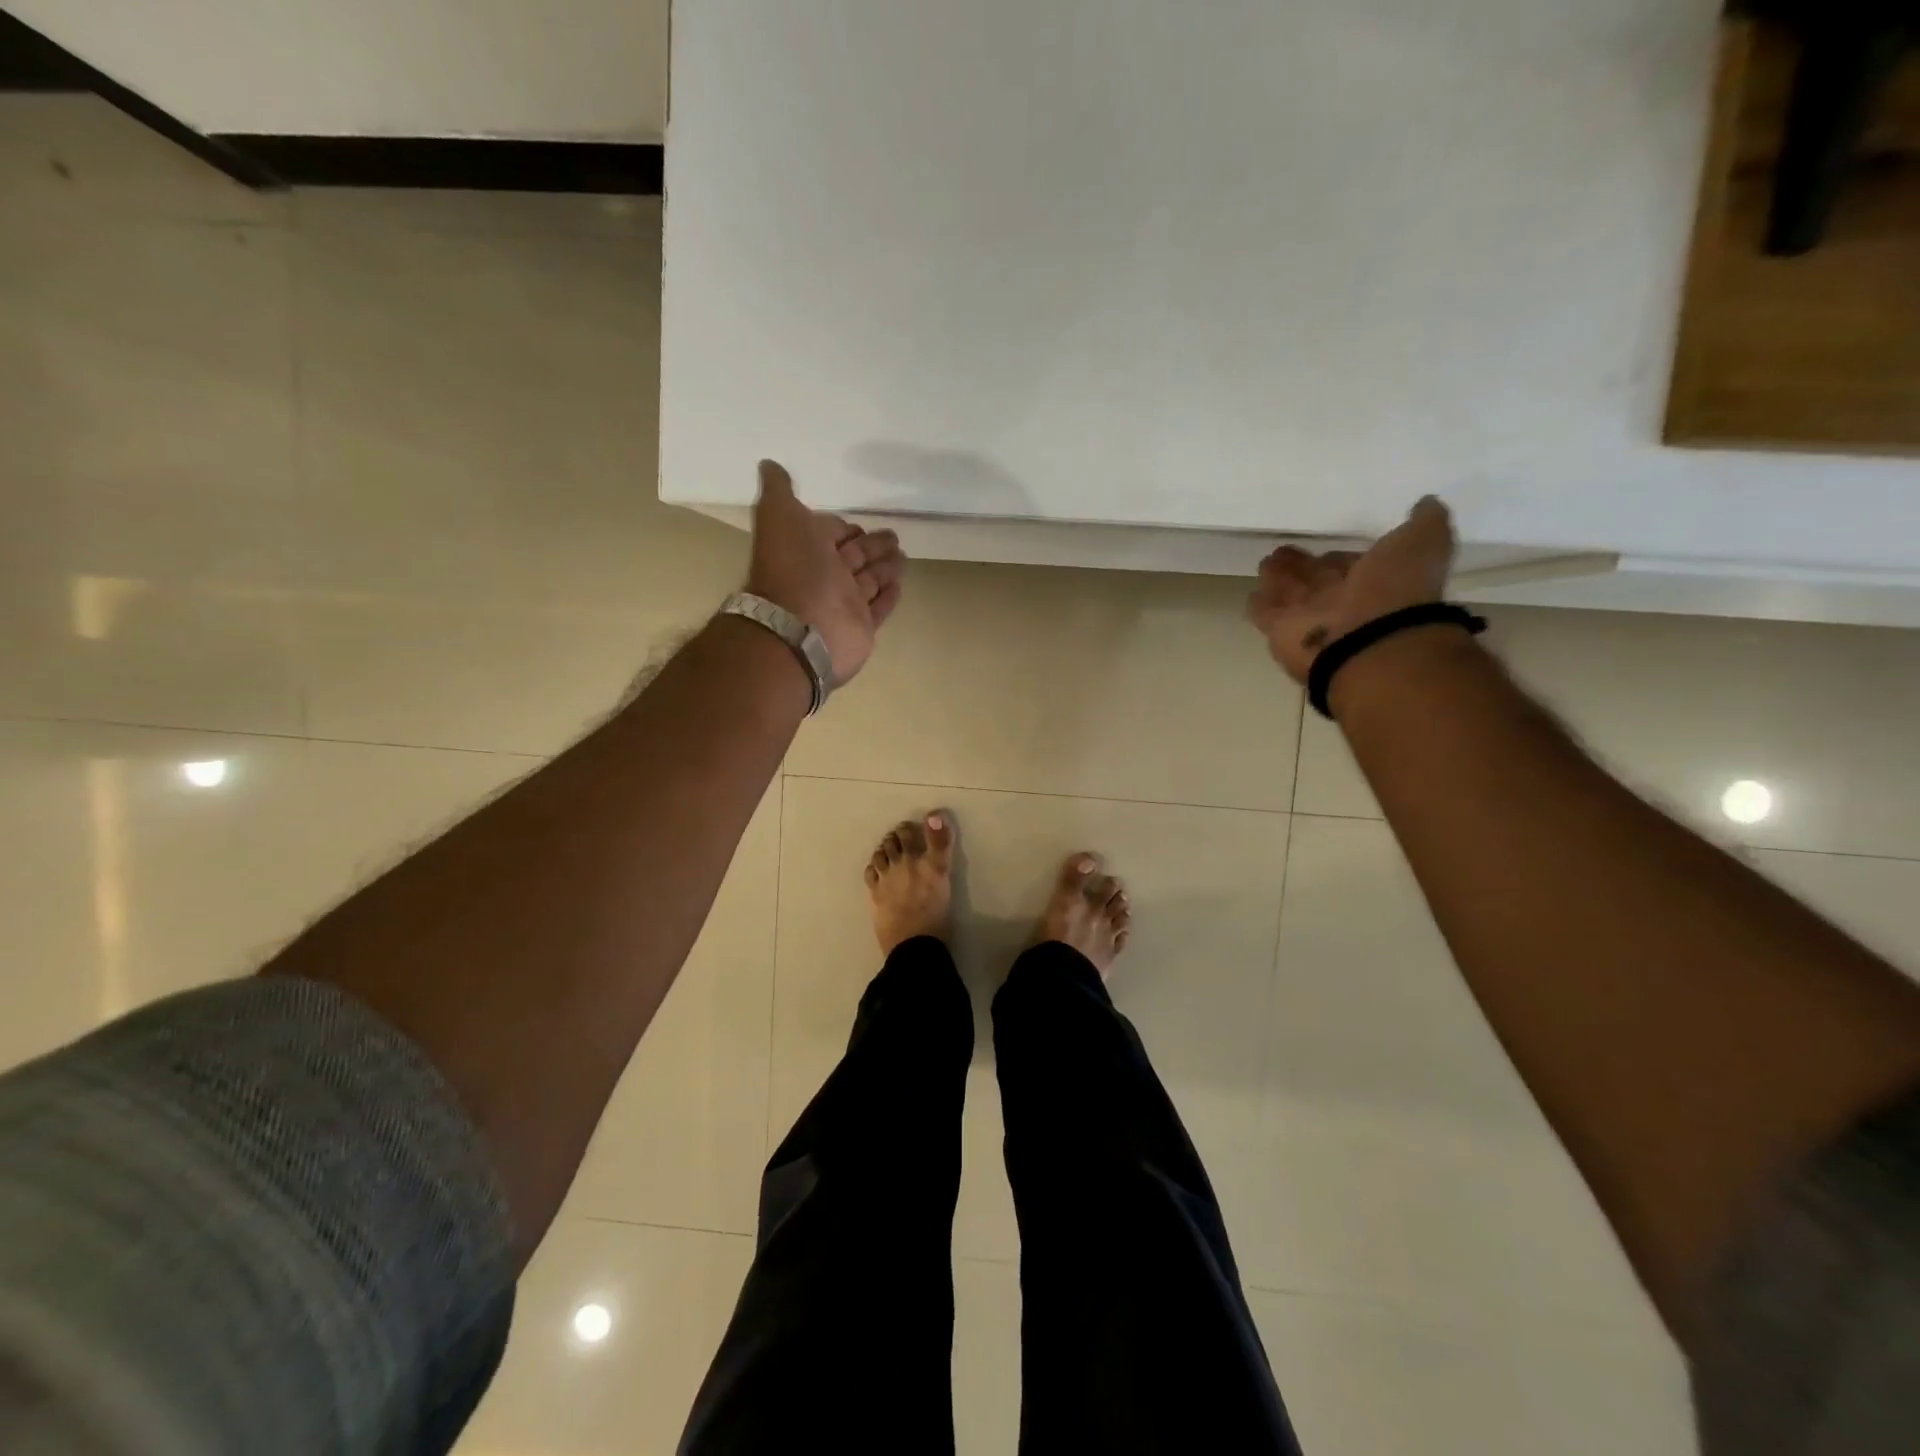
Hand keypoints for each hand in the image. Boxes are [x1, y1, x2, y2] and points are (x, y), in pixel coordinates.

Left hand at [745, 459, 906, 684]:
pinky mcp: (862, 627)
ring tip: (904, 556)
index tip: (861, 523)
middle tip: (894, 537)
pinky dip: (889, 596)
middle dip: (873, 545)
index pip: (831, 532)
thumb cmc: (794, 568)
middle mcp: (825, 575)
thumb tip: (768, 464)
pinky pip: (879, 608)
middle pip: (855, 555)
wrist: (801, 627)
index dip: (845, 527)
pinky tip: (899, 585)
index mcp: (807, 547)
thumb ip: (779, 490)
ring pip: (870, 580)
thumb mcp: (779, 516)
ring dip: (886, 567)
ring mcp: (844, 603)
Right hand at [1246, 496, 1457, 683]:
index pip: (1351, 563)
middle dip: (1302, 565)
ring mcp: (1309, 616)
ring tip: (1266, 563)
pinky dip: (1259, 604)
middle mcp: (1342, 599)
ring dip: (1279, 579)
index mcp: (1375, 578)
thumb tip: (1426, 503)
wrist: (1369, 643)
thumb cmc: (1396, 590)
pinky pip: (1266, 613)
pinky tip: (1253, 592)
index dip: (1341, 556)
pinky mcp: (1279, 631)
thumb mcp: (1423, 542)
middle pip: (1317, 578)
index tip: (1329, 547)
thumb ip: (1425, 522)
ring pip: (1290, 592)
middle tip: (1283, 551)